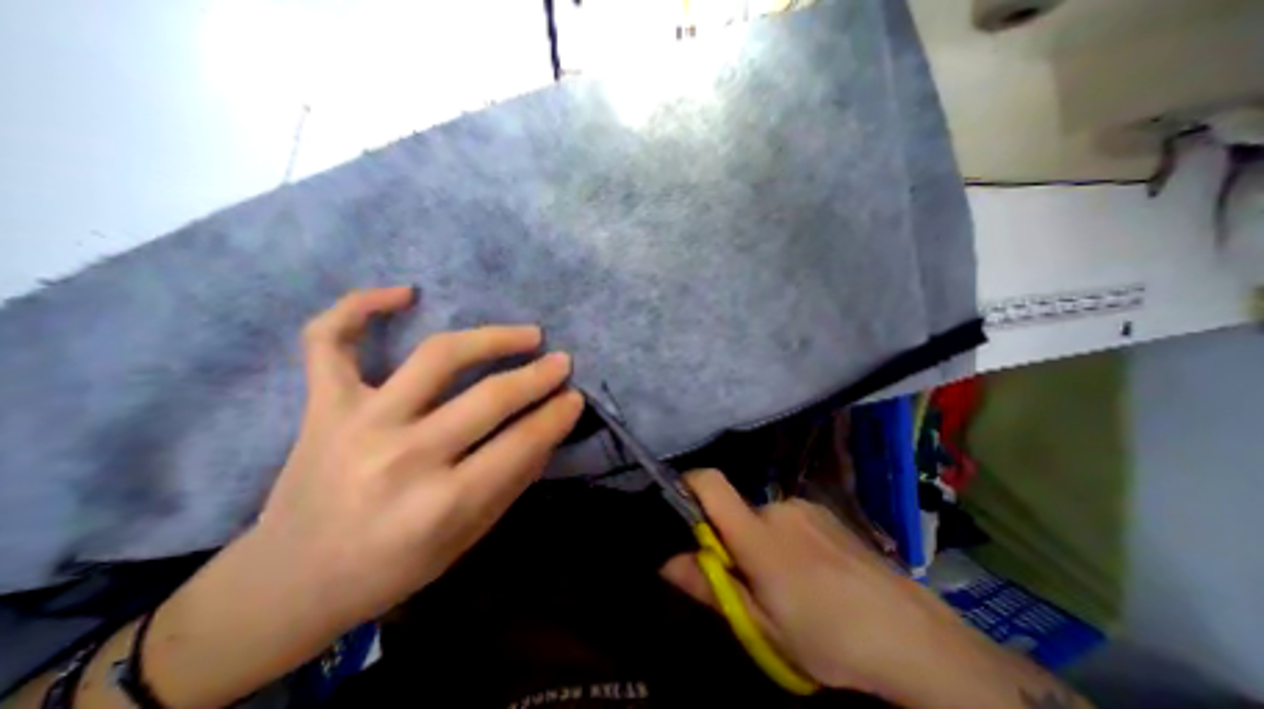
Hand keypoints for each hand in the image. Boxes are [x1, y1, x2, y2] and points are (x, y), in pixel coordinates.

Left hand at [138, 287, 586, 708]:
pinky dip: (360, 307)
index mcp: (440, 504)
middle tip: (562, 361)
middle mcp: (401, 458)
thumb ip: (513, 478)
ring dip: (491, 338)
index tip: (575, 396)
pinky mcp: (323, 406)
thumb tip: (549, 427)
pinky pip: (330, 341)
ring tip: (525, 334)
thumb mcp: (469, 536)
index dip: (556, 415)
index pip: (521, 443)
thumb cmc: (392, 567)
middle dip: (538, 375)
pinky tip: (405, 293)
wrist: (289, 583)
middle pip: (489, 397)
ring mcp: (357, 424)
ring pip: (437, 357)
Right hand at [663, 468, 1025, 706]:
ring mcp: (804, 507)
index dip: (688, 483)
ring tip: (789, 583)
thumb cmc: (829, 637)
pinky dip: (787, 538)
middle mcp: (777, 508)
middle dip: (733, 538)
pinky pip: (789, 518)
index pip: (711, 483)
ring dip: (762, 541)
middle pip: (736, 510)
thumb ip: (711, 587)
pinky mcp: (825, 512)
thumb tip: (666, 563)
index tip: (680, 503)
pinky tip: (814, 572)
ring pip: (763, 518)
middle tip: (752, 582)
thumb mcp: (762, 625)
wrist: (912, 636)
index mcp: (757, 534)